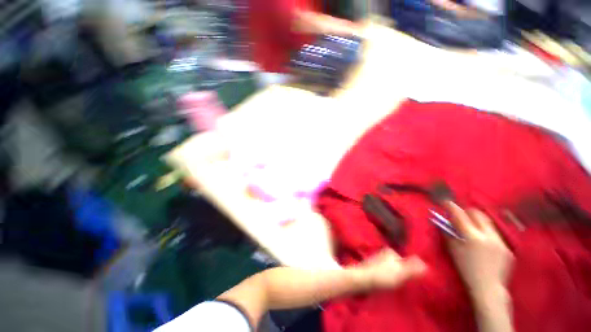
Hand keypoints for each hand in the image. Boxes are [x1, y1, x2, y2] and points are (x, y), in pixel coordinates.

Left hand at [357, 249, 426, 289]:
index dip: (410, 270)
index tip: (411, 280)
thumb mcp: (401, 273)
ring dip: (393, 276)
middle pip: (397, 263)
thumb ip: (413, 268)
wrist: (362, 279)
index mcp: (390, 251)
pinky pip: (382, 272)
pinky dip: (385, 277)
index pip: (405, 260)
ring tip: (394, 285)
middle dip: (401, 272)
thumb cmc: (383, 275)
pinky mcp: (370, 268)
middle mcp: (382, 252)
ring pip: (389, 268)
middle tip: (403, 283)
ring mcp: (375, 259)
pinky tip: (385, 284)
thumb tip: (425, 264)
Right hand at [444, 202, 513, 299]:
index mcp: (473, 237)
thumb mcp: (453, 250)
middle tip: (460, 216)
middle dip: (467, 211)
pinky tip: (483, 243)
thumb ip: (448, 233)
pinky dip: (486, 233)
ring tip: (472, 228)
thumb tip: (443, 221)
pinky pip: (495, 234)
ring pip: (488, 222)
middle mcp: (488, 236)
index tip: (446, 202)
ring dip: (478, 221)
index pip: (460, 214)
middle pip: (478, 213)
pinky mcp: (507, 247)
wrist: (488, 288)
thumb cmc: (466, 269)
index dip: (451, 206)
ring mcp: (501, 241)